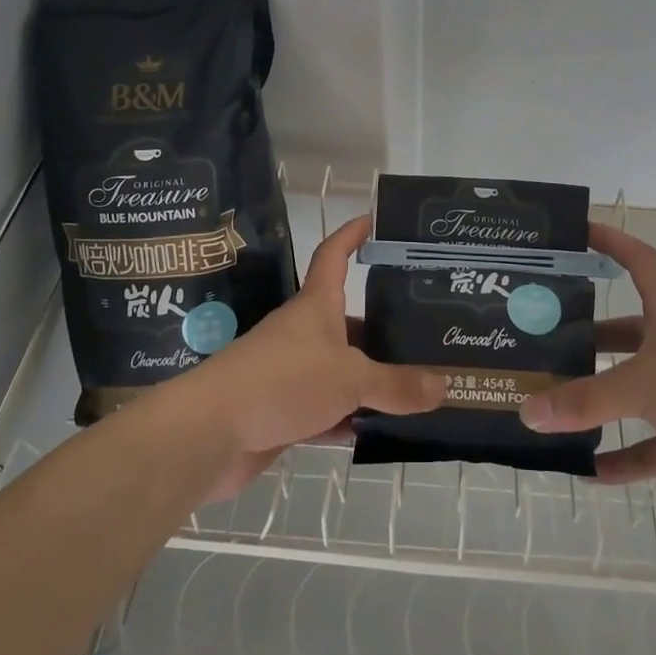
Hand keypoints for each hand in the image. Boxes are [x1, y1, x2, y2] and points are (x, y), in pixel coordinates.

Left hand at [176, 215, 444, 498]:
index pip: (334, 255)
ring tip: (422, 383)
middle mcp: (305, 333)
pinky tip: (387, 430)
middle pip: (351, 320)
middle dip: (386, 327)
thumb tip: (445, 386)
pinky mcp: (286, 412)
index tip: (375, 220)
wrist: (210, 434)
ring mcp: (294, 374)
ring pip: (344, 370)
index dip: (352, 234)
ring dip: (375, 380)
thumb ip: (396, 384)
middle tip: (430, 333)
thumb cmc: (281, 381)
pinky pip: (331, 411)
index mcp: (316, 306)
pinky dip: (355, 419)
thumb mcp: (349, 378)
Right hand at [519, 222, 655, 520]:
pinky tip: (591, 470)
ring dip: (600, 400)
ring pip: (634, 390)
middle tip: (542, 343)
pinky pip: (652, 446)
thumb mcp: (644, 386)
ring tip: (555, 405)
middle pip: (627, 332)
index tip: (577, 232)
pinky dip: (624, 457)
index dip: (611, 242)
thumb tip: (526, 411)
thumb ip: (584, 400)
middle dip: (588, 338)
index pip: (640, 262)